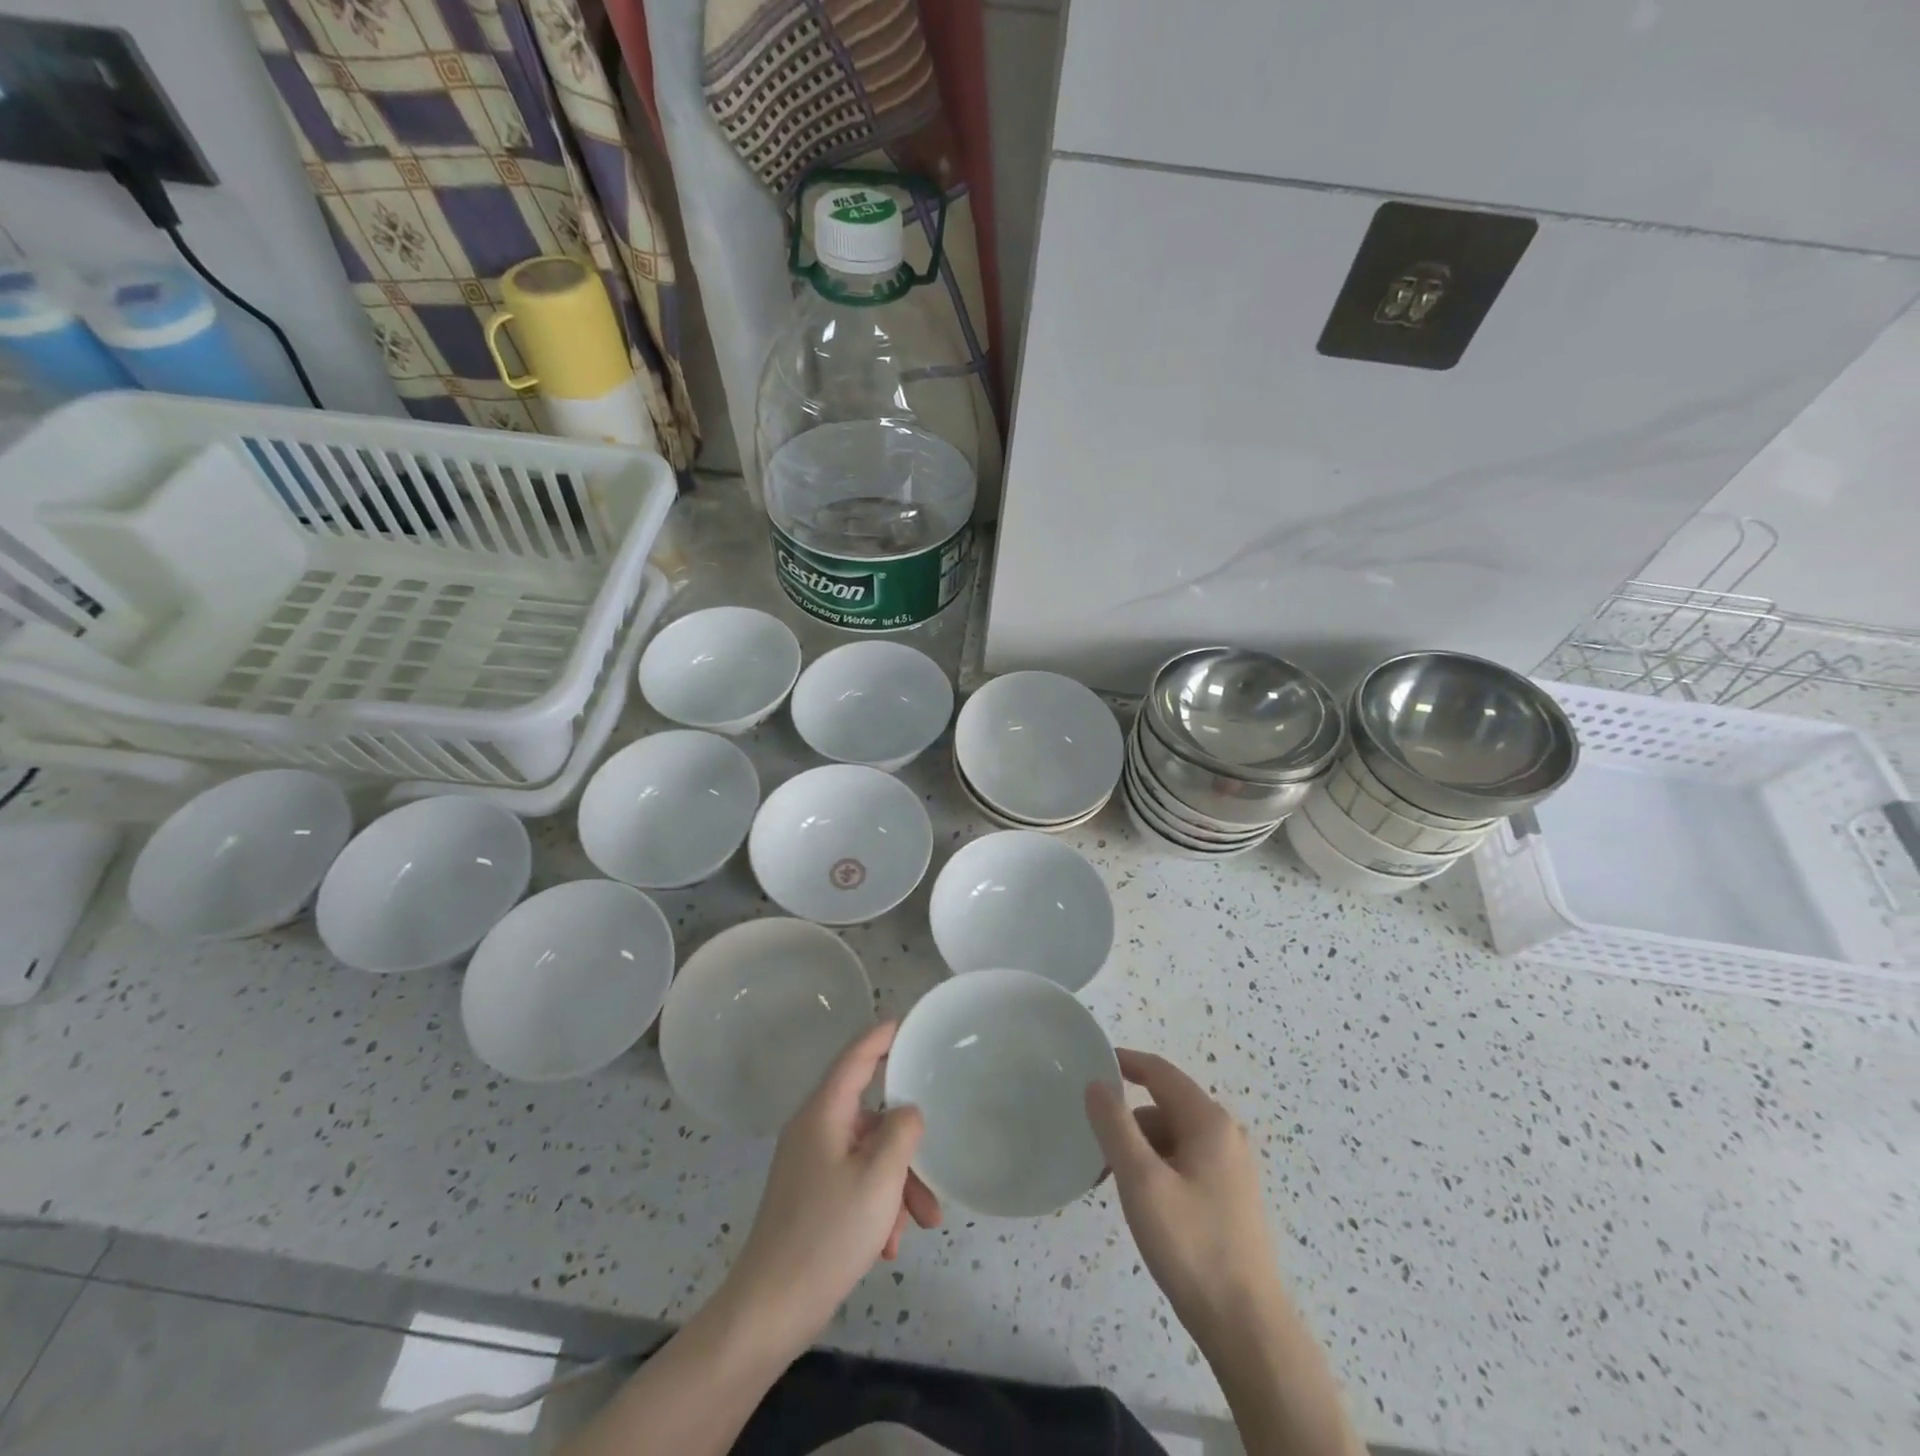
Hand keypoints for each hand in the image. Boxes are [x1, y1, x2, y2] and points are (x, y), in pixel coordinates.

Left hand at [720, 1021, 941, 1355]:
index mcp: (823, 1114)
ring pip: (867, 1156)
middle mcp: (813, 1131)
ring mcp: (809, 1165)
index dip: (881, 1038)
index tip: (906, 1024)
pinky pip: (854, 1184)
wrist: (770, 1310)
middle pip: (870, 1118)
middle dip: (906, 1148)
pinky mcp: (810, 1197)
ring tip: (918, 1227)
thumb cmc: (827, 1234)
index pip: (855, 1058)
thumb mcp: (878, 1178)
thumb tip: (907, 1111)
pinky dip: (876, 1206)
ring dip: (896, 1186)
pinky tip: (887, 1246)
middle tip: (934, 1181)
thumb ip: (901, 1132)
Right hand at [1085, 1049, 1283, 1348]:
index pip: (1160, 1072)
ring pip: (1172, 1139)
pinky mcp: (1229, 1198)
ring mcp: (1231, 1169)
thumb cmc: (1191, 1245)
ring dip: (1139, 1149)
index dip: (1125, 1062)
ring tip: (1111, 1183)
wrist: (1247, 1328)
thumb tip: (1096, 1083)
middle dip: (1126, 1120)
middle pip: (1164, 1107)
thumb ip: (1115, 1125)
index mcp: (1209, 1122)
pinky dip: (1156, 1169)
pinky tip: (1141, 1202)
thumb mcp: (1141, 1180)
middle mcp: (1225, 1136)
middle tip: (1092, 1146)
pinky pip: (1183, 1164)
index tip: (1090, 1063)